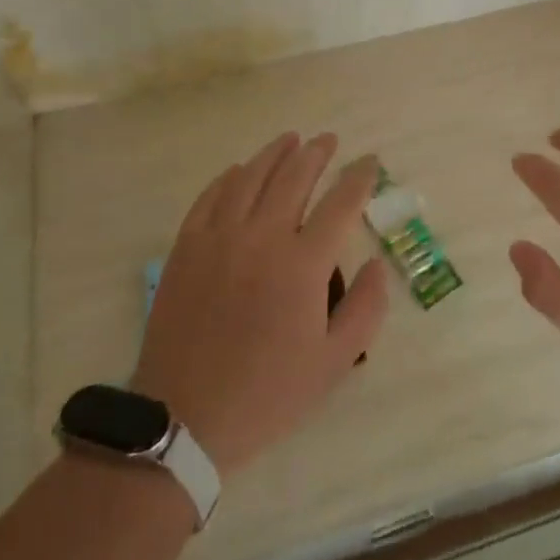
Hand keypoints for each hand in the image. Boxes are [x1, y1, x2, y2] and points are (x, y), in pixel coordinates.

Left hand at [131, 133, 389, 474]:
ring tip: (291, 140)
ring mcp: (220, 237)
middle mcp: (263, 236)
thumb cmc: (266, 394)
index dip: (359, 177)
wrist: (183, 419)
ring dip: (275, 153)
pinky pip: (211, 196)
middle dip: (317, 153)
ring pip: (252, 176)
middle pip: (295, 176)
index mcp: (303, 264)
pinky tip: (239, 170)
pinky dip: (230, 177)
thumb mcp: (333, 364)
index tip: (370, 161)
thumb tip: (376, 264)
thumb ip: (365, 309)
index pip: (340, 202)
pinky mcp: (187, 246)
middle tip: (329, 140)